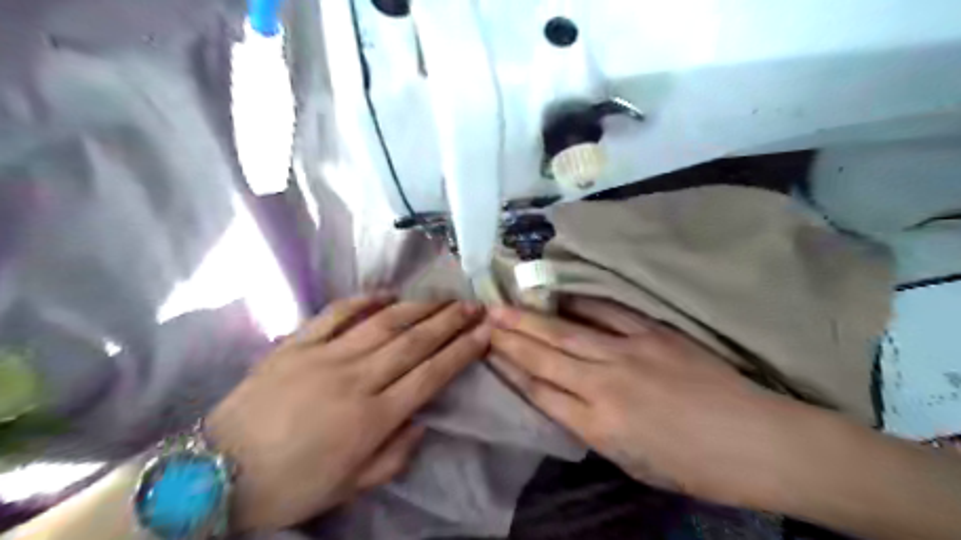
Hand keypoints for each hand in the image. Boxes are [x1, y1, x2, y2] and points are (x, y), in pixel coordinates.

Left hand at [203, 298, 488, 532]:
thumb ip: (394, 455)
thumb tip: (421, 420)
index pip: (430, 375)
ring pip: (384, 323)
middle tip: (473, 306)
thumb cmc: (290, 486)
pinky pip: (336, 313)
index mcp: (371, 418)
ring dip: (419, 307)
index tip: (484, 333)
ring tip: (443, 297)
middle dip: (450, 322)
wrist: (212, 474)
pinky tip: (387, 292)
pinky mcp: (297, 344)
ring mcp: (325, 356)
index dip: (461, 351)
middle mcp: (355, 379)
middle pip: (414, 342)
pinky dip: (364, 299)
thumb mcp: (350, 487)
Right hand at [490, 298, 807, 508]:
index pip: (540, 392)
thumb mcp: (630, 461)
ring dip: (533, 318)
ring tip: (505, 305)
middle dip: (510, 338)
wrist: (757, 441)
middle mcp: (606, 384)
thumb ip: (591, 426)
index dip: (510, 370)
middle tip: (483, 318)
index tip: (488, 352)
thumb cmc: (692, 465)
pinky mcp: (653, 333)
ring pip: (568, 332)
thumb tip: (563, 395)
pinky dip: (580, 304)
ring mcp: (630, 353)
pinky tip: (560, 296)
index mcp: (599, 425)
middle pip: (546, 356)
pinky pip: (608, 313)